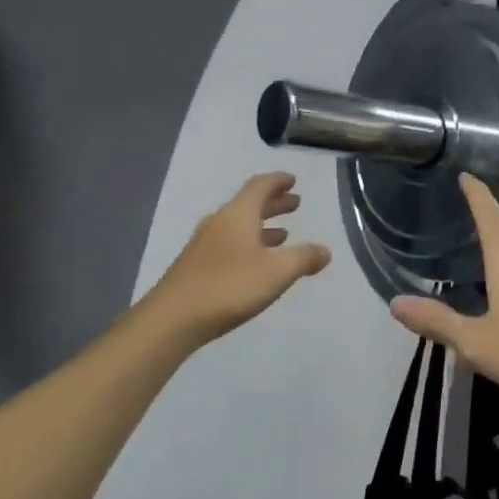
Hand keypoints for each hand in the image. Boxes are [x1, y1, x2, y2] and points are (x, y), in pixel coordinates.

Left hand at [144, 172, 331, 345]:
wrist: (173, 318)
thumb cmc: (229, 286)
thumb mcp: (277, 272)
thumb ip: (303, 258)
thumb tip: (325, 250)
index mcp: (238, 214)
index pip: (260, 186)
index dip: (278, 181)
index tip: (293, 180)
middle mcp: (219, 222)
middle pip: (249, 205)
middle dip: (274, 203)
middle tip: (295, 204)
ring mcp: (204, 244)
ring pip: (238, 226)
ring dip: (262, 226)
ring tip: (282, 234)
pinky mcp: (197, 266)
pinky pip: (229, 244)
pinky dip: (248, 244)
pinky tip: (256, 262)